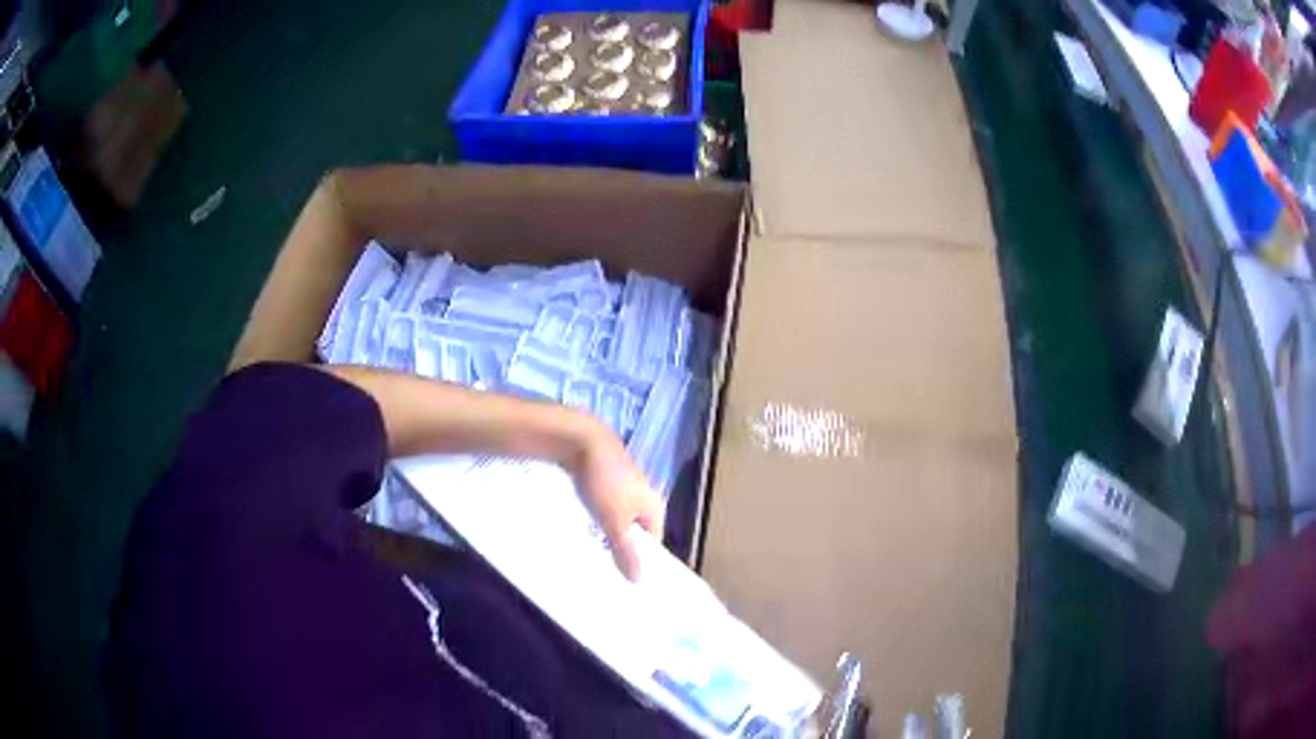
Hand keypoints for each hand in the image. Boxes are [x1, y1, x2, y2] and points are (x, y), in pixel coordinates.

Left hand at [572, 426, 664, 581]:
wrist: (580, 440)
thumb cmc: (605, 482)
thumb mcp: (615, 520)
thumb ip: (626, 550)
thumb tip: (639, 580)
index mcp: (654, 506)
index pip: (654, 542)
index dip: (643, 562)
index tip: (626, 583)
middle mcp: (642, 497)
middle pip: (635, 532)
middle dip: (621, 550)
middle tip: (605, 575)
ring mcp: (622, 488)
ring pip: (616, 520)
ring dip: (604, 536)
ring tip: (589, 559)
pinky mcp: (602, 481)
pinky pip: (601, 509)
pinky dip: (593, 521)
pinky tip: (578, 533)